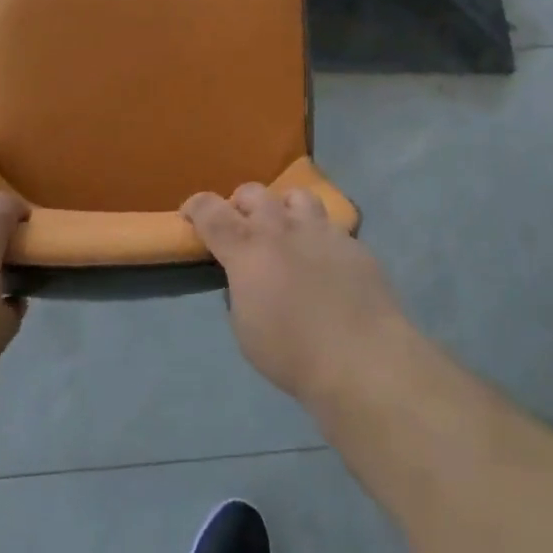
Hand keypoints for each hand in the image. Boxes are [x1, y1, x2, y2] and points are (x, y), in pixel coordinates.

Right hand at [183, 182, 408, 406]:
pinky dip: (319, 239)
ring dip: (283, 209)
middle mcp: (282, 228)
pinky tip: (326, 266)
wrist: (363, 359)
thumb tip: (247, 279)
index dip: (195, 206)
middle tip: (242, 226)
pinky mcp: (354, 243)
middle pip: (254, 193)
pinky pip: (330, 228)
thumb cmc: (293, 353)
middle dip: (241, 204)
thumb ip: (240, 292)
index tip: (190, 214)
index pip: (211, 210)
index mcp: (247, 248)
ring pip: (297, 196)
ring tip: (286, 231)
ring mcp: (322, 231)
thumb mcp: (245, 329)